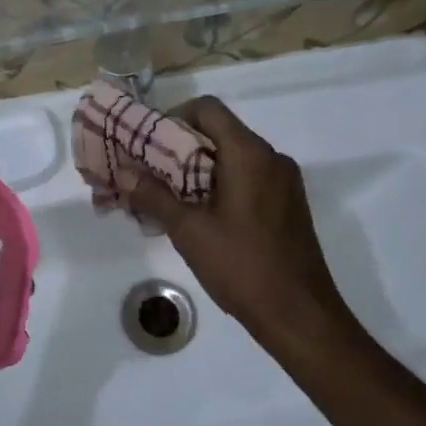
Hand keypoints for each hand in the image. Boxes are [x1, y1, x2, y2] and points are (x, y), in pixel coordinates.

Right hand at [125, 98, 353, 345]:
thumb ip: (154, 195)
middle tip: (150, 170)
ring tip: (169, 195)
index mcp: (250, 154)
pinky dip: (221, 183)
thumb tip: (124, 173)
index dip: (174, 117)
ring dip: (200, 167)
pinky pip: (249, 177)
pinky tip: (200, 214)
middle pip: (220, 131)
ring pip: (234, 155)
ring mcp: (284, 182)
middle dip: (181, 146)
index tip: (149, 144)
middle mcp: (271, 158)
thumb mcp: (189, 231)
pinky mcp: (288, 204)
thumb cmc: (242, 266)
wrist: (300, 316)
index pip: (207, 109)